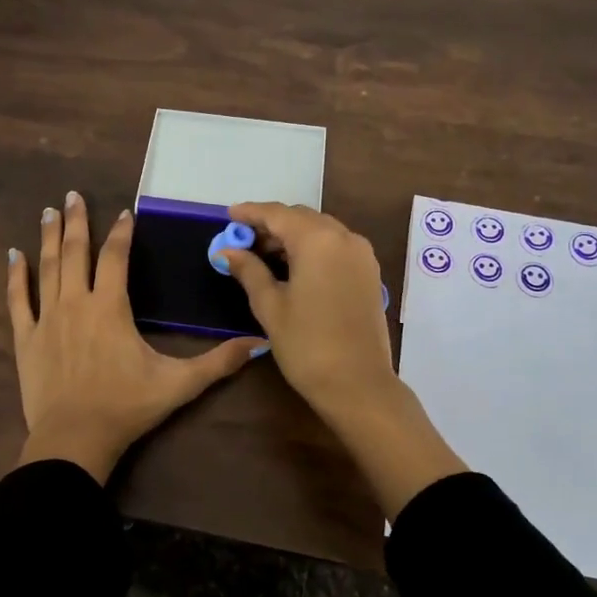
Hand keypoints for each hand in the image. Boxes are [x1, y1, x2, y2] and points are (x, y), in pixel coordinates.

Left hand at [7, 192, 263, 483]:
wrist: (75, 439)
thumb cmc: (127, 407)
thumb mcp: (179, 384)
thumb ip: (218, 362)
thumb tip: (257, 343)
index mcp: (110, 307)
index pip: (116, 258)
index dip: (122, 233)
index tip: (125, 214)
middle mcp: (76, 303)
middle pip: (76, 252)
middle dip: (77, 221)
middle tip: (72, 195)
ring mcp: (47, 319)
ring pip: (48, 268)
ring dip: (50, 238)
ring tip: (49, 212)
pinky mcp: (26, 339)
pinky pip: (18, 300)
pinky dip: (16, 276)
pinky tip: (14, 255)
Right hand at [215, 203, 396, 422]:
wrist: (358, 384)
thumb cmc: (307, 345)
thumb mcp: (270, 307)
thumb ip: (249, 271)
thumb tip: (228, 251)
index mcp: (317, 241)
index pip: (278, 214)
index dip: (251, 213)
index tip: (229, 215)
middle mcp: (344, 238)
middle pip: (301, 218)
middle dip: (271, 224)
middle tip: (243, 240)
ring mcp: (361, 255)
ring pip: (320, 231)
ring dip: (292, 236)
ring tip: (263, 255)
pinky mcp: (369, 272)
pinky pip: (336, 246)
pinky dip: (312, 248)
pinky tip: (293, 267)